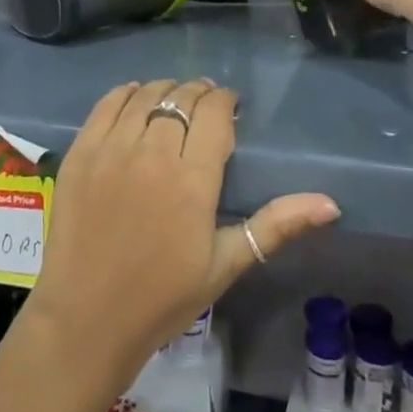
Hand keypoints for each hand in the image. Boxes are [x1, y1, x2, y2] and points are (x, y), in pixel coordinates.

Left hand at [27, 79, 339, 381]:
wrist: (86, 320)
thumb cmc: (163, 298)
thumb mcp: (225, 265)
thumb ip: (276, 226)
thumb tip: (331, 204)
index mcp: (192, 179)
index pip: (214, 113)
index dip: (225, 101)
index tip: (230, 108)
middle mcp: (152, 152)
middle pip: (181, 99)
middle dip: (199, 95)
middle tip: (206, 107)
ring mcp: (111, 150)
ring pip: (145, 95)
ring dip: (166, 91)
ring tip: (174, 102)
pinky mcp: (81, 153)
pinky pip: (106, 105)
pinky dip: (126, 93)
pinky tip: (136, 99)